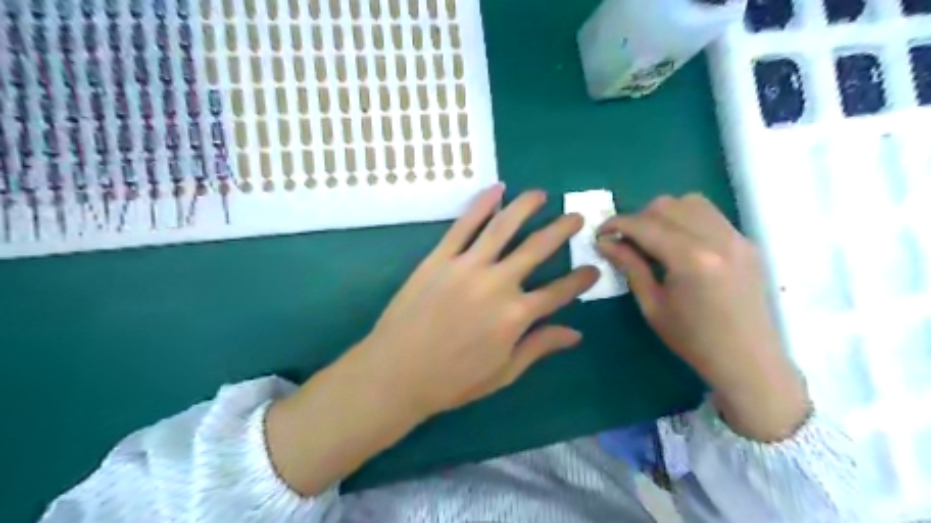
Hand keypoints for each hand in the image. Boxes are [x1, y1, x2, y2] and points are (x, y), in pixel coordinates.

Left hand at [264, 186, 594, 495]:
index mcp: (517, 316)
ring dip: (525, 206)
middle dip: (562, 230)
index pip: (559, 292)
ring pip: (503, 226)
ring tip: (540, 194)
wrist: (397, 372)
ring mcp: (467, 266)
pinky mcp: (440, 258)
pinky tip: (496, 190)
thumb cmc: (452, 380)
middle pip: (538, 248)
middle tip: (576, 217)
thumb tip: (575, 333)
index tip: (593, 268)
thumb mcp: (503, 372)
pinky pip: (464, 225)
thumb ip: (539, 347)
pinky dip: (481, 204)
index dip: (580, 280)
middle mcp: (498, 283)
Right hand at [597, 195, 807, 440]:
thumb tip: (605, 242)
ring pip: (691, 202)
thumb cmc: (693, 340)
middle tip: (626, 241)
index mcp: (691, 260)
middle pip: (667, 206)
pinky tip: (679, 244)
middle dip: (639, 218)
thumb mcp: (652, 305)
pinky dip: (687, 219)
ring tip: (653, 239)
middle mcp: (717, 239)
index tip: (601, 233)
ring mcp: (737, 238)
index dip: (617, 224)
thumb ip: (629, 266)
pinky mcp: (747, 242)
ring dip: (664, 214)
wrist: (748, 360)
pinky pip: (710, 215)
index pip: (645, 225)